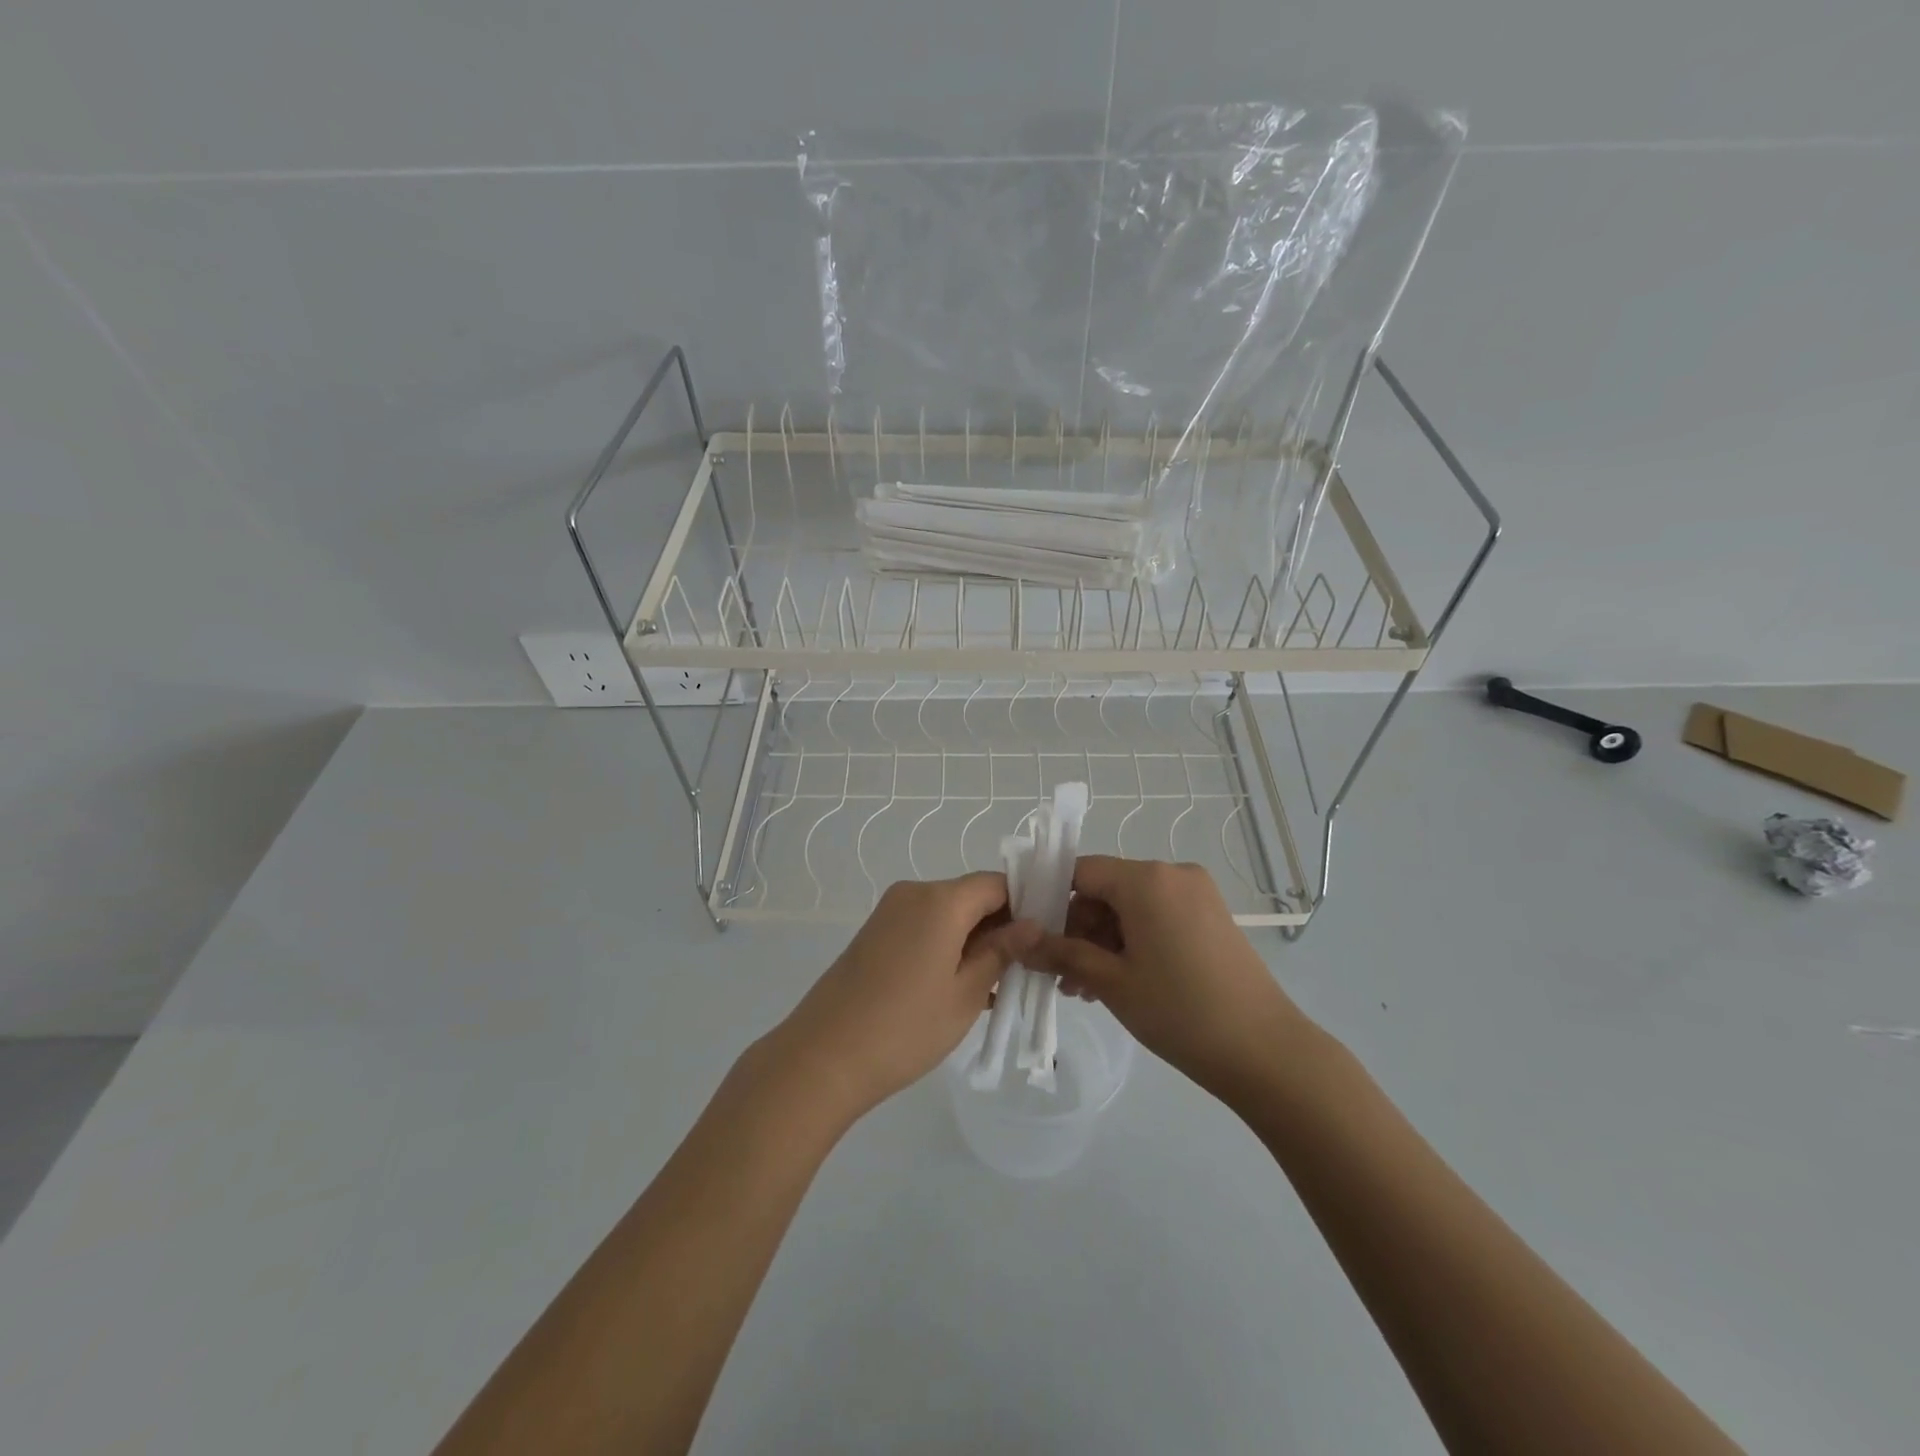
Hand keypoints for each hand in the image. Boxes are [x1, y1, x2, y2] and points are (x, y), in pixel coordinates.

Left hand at [765, 873, 1017, 1121]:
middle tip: (1024, 969)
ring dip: (974, 940)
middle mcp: (914, 893)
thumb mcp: (966, 993)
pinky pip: (924, 927)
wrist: (823, 1058)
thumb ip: (1002, 952)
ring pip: (948, 914)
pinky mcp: (875, 933)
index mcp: (940, 899)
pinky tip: (961, 987)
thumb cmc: (905, 1027)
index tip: (1044, 939)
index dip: (1025, 904)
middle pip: (971, 896)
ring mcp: (890, 912)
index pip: (997, 883)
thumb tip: (1032, 924)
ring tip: (996, 986)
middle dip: (1000, 926)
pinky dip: (947, 947)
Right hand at [1012, 857, 1314, 1103]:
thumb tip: (1019, 941)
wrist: (1265, 1051)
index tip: (1034, 935)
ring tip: (1086, 989)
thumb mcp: (1111, 982)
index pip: (1081, 871)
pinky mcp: (1211, 917)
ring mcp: (1197, 895)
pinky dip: (1134, 942)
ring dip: (1103, 941)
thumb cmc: (1180, 1011)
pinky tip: (1119, 981)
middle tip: (1062, 975)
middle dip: (1078, 929)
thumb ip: (1061, 953)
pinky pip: (1157, 917)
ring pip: (1131, 907)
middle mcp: (1173, 874)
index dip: (1051, 899)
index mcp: (1147, 879)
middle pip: (1107, 889)